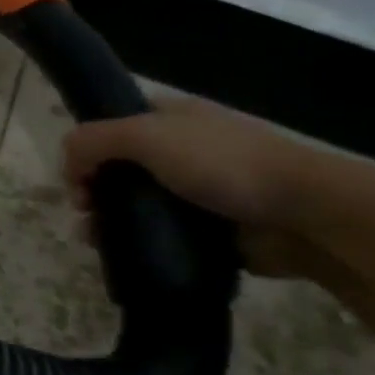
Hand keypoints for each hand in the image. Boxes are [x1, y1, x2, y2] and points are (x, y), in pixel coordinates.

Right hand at [60, 97, 346, 277]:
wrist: (307, 215)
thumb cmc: (224, 164)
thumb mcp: (145, 137)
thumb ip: (94, 140)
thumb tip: (67, 163)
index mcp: (170, 119)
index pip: (112, 125)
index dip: (86, 148)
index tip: (75, 176)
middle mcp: (182, 150)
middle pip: (118, 167)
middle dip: (92, 189)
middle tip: (85, 211)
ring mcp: (197, 191)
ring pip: (136, 204)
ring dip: (108, 220)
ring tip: (97, 241)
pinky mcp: (209, 229)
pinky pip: (161, 235)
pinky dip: (139, 244)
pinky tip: (123, 256)